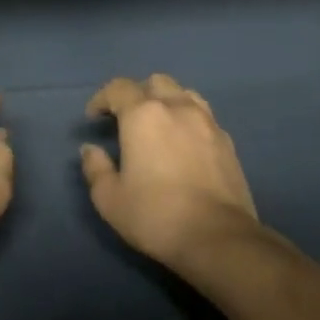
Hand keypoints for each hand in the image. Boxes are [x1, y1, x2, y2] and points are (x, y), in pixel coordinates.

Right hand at [80, 73, 262, 267]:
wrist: (217, 237)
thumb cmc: (155, 215)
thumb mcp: (110, 199)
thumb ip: (96, 168)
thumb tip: (91, 150)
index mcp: (144, 115)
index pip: (119, 88)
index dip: (102, 98)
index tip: (94, 118)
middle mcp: (177, 108)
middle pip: (155, 83)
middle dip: (137, 94)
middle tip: (127, 120)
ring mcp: (207, 122)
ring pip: (184, 94)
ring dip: (167, 102)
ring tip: (159, 127)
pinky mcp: (227, 141)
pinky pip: (204, 117)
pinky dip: (188, 121)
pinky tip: (184, 145)